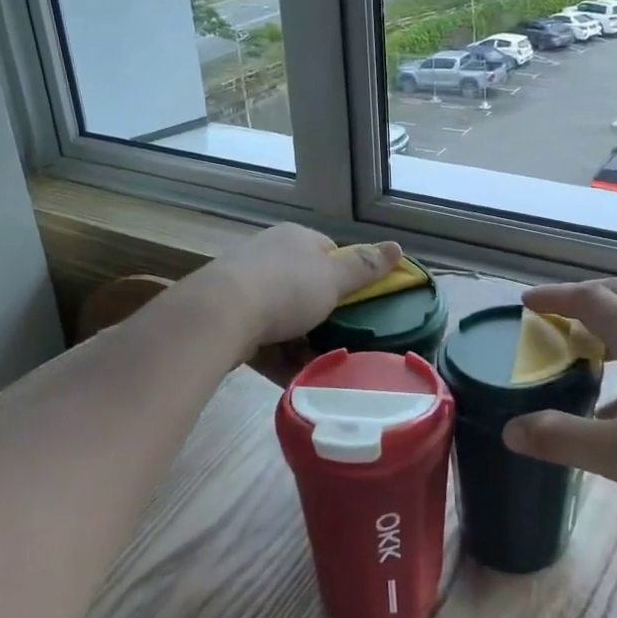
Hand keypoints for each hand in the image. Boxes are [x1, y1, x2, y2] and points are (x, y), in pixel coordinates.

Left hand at [200, 224, 402, 354]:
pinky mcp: (228, 318)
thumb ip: (365, 266)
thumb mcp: (334, 278)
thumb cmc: (286, 288)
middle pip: (306, 287)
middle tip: (345, 340)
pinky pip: (264, 340)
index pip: (328, 253)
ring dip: (304, 344)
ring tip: (325, 367)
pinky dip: (281, 358)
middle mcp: (268, 256)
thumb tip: (398, 246)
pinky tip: (297, 379)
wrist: (218, 315)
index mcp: (295, 239)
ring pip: (284, 318)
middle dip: (325, 317)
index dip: (347, 278)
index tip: (360, 305)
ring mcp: (245, 287)